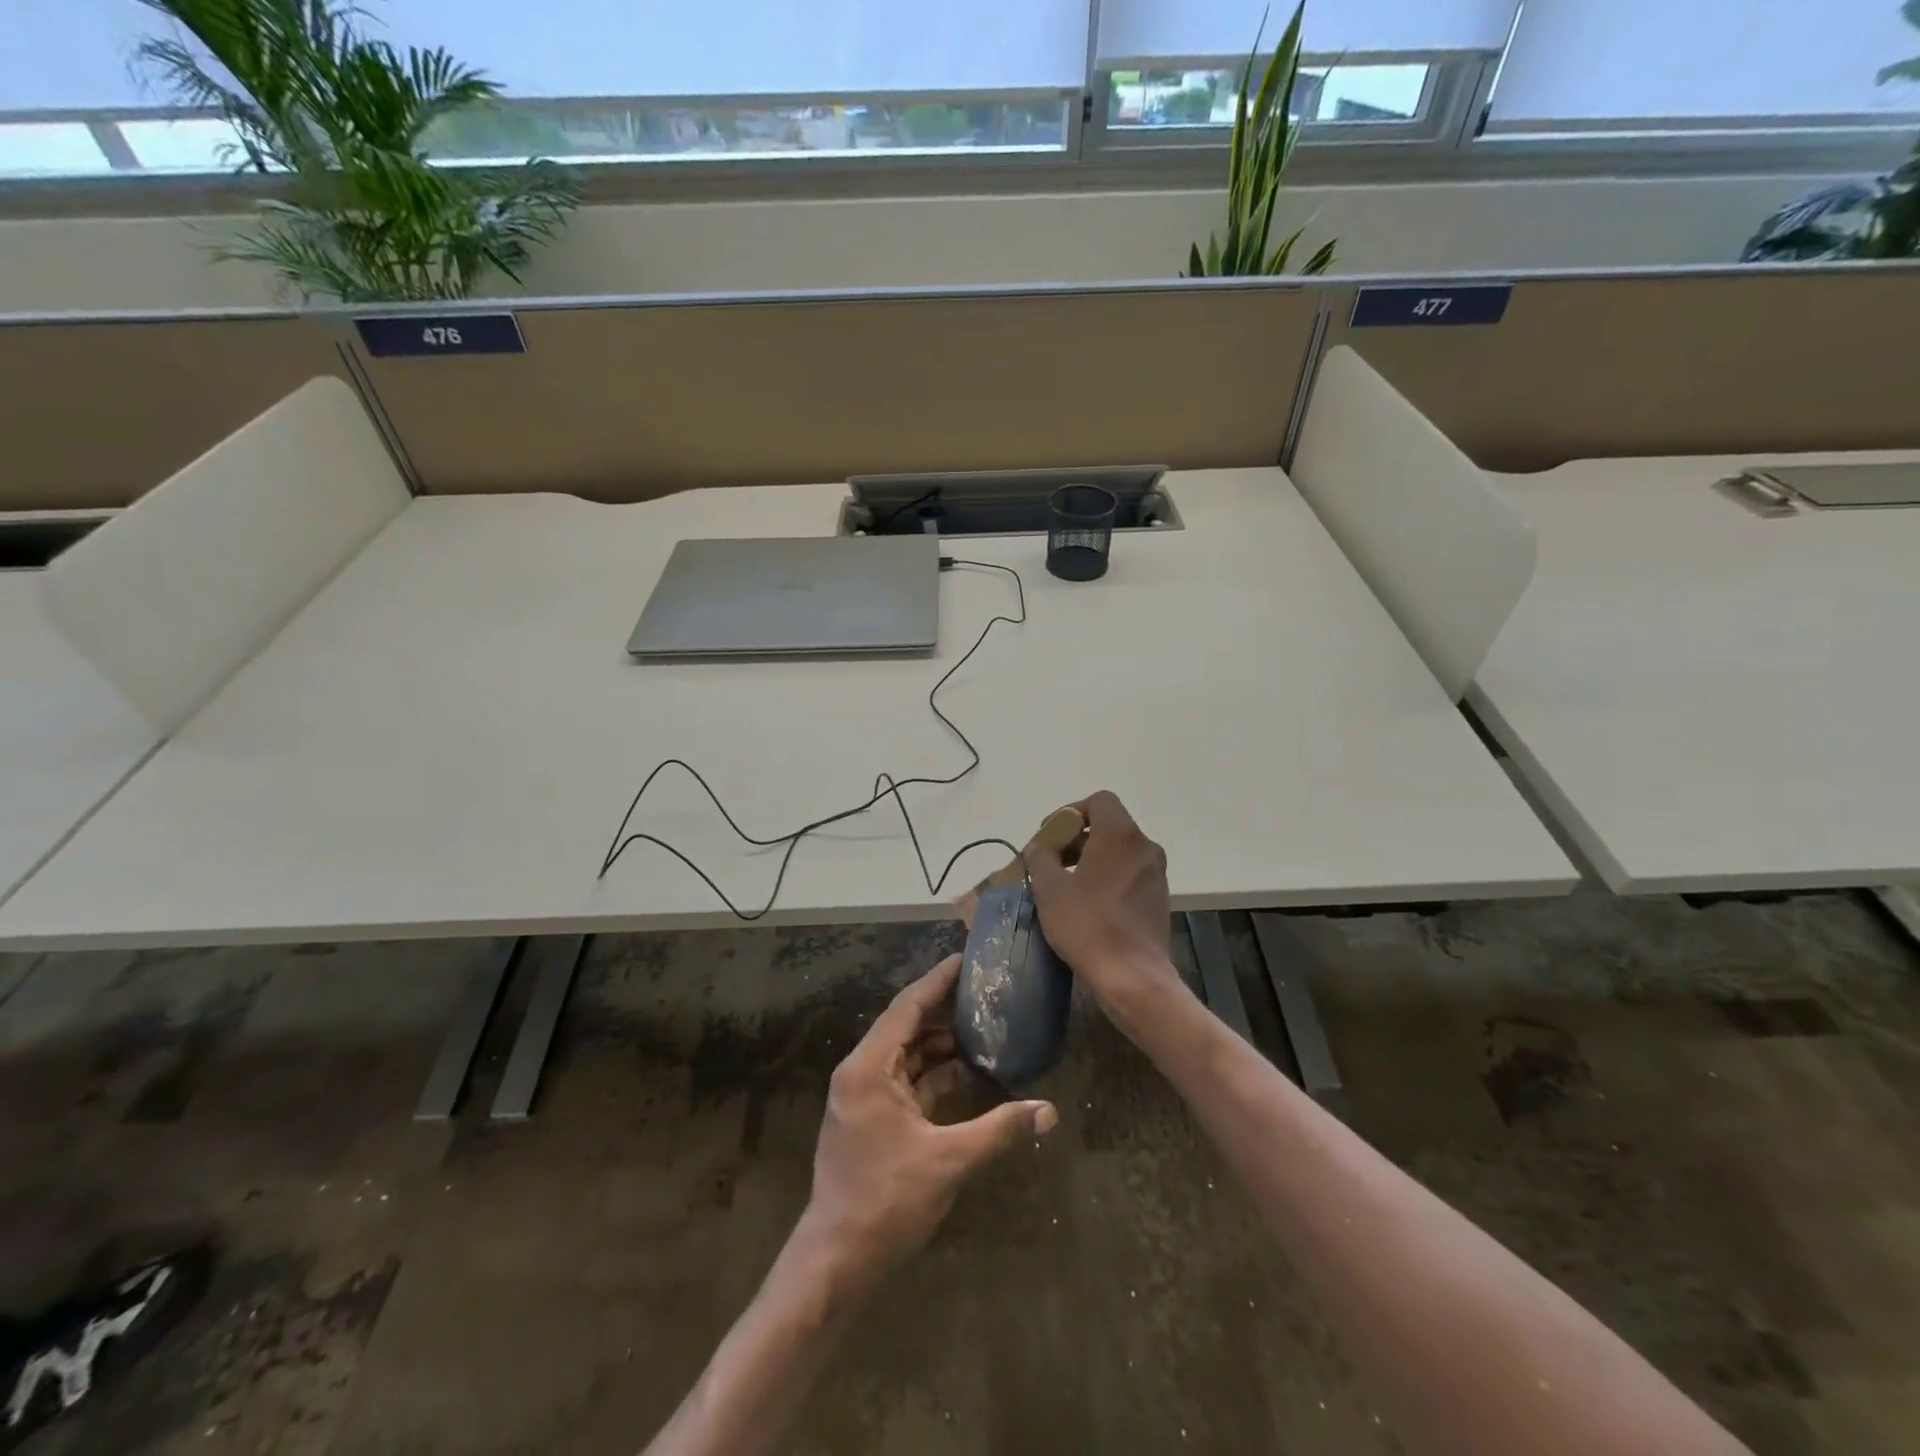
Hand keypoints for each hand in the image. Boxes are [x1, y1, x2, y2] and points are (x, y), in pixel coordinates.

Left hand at [805, 956, 1057, 1286]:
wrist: (836, 1261)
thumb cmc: (886, 1201)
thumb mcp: (948, 1162)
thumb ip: (999, 1130)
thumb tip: (1048, 1111)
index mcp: (869, 1067)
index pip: (907, 1007)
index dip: (938, 981)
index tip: (967, 958)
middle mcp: (862, 1071)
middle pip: (907, 1025)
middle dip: (945, 1008)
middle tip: (985, 990)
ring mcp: (865, 1095)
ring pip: (908, 1054)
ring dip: (942, 1043)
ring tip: (984, 1026)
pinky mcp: (873, 1118)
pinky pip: (908, 1080)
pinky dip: (935, 1073)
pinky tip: (968, 1070)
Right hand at [1026, 791, 1181, 1011]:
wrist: (1132, 976)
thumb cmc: (1087, 924)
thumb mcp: (1050, 888)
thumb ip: (1041, 857)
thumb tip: (1040, 847)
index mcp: (1120, 835)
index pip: (1099, 801)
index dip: (1071, 811)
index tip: (1050, 835)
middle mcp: (1144, 846)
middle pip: (1109, 824)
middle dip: (1076, 836)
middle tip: (1051, 860)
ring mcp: (1156, 873)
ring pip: (1119, 850)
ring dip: (1091, 857)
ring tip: (1065, 883)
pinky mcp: (1159, 898)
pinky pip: (1129, 872)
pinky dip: (1107, 876)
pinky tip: (1087, 903)